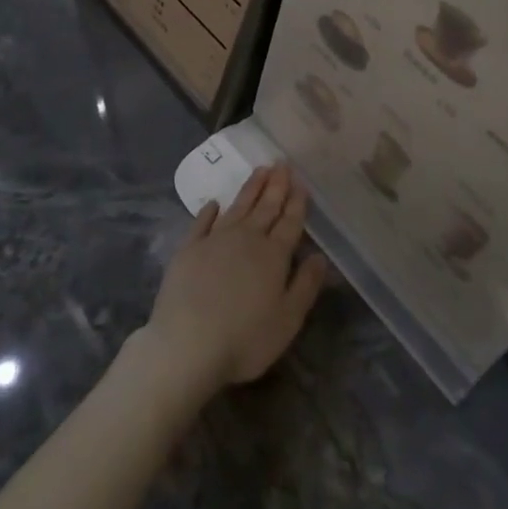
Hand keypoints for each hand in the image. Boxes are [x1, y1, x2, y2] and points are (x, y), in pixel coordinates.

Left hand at [136, 164, 326, 397]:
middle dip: (276, 185)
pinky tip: (214, 203)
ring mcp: (215, 240)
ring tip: (260, 170)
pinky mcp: (188, 249)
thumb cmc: (244, 340)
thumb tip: (320, 256)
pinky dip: (209, 211)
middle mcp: (246, 238)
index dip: (297, 202)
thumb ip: (306, 285)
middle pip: (265, 207)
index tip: (301, 182)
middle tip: (282, 163)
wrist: (187, 345)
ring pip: (238, 207)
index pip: (289, 222)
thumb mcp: (288, 320)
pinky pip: (202, 222)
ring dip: (251, 188)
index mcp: (273, 255)